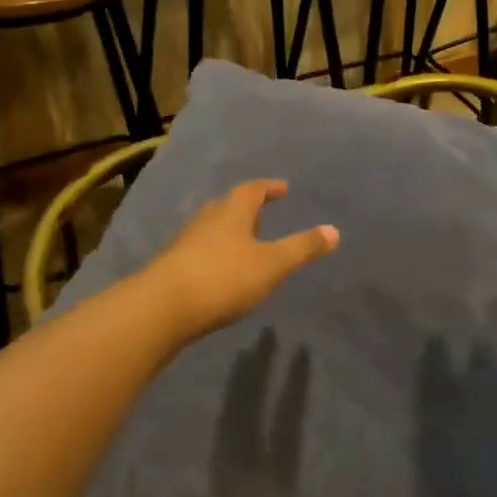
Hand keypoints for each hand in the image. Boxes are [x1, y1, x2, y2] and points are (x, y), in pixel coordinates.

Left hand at [142, 180, 338, 341]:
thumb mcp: (272, 264)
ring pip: (210, 229)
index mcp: (231, 213)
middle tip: (262, 215)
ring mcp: (185, 244)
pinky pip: (198, 252)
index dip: (268, 187)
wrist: (162, 308)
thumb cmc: (223, 278)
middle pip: (227, 207)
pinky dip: (214, 254)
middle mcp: (206, 221)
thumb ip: (302, 248)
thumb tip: (335, 231)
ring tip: (243, 244)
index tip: (282, 188)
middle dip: (246, 209)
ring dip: (228, 231)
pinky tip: (219, 273)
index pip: (252, 190)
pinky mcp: (171, 268)